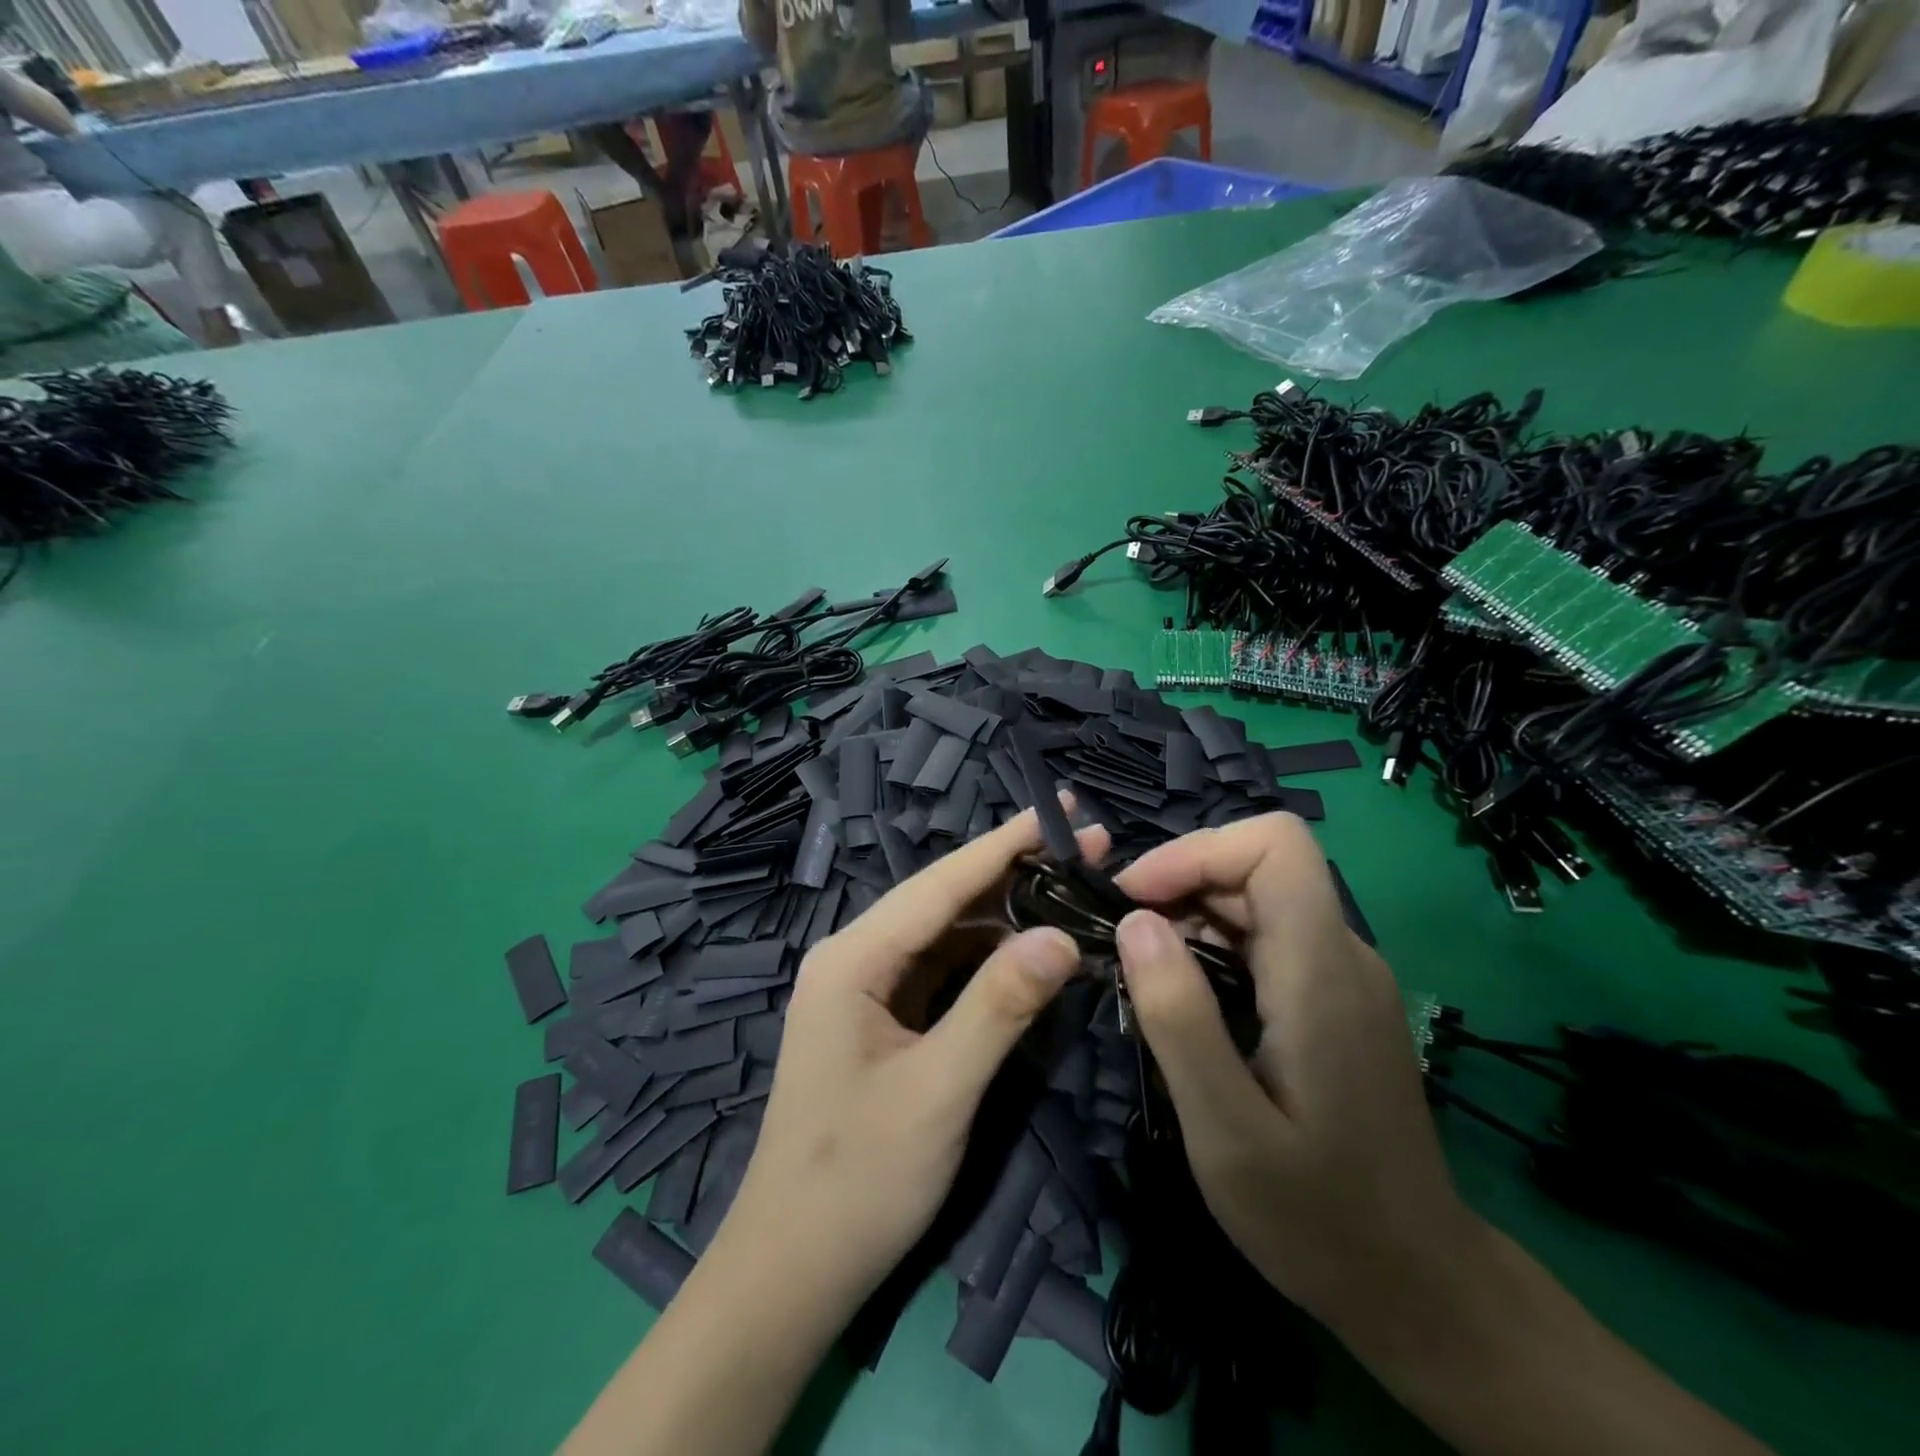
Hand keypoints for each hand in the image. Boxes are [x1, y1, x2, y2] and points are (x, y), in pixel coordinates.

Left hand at [714, 804, 1104, 1322]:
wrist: (792, 1269)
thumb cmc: (859, 1180)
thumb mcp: (939, 1090)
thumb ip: (1000, 1006)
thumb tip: (1063, 936)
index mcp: (853, 958)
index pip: (942, 882)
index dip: (1007, 843)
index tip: (1064, 808)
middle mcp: (855, 957)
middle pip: (944, 900)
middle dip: (1015, 873)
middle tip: (1091, 852)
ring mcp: (866, 988)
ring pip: (946, 934)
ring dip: (1006, 916)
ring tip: (1072, 894)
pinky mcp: (881, 1018)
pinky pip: (942, 971)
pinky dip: (988, 959)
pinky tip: (1031, 953)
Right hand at [1113, 813, 1477, 1339]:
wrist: (1417, 1286)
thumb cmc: (1318, 1217)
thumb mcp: (1226, 1129)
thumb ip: (1179, 1018)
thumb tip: (1135, 922)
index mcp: (1321, 972)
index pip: (1274, 845)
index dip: (1198, 851)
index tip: (1136, 900)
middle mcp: (1342, 955)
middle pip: (1258, 867)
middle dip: (1180, 884)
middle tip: (1120, 943)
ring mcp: (1343, 976)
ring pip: (1258, 900)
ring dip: (1191, 917)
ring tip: (1143, 974)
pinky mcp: (1335, 999)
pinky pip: (1268, 939)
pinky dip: (1213, 946)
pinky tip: (1185, 998)